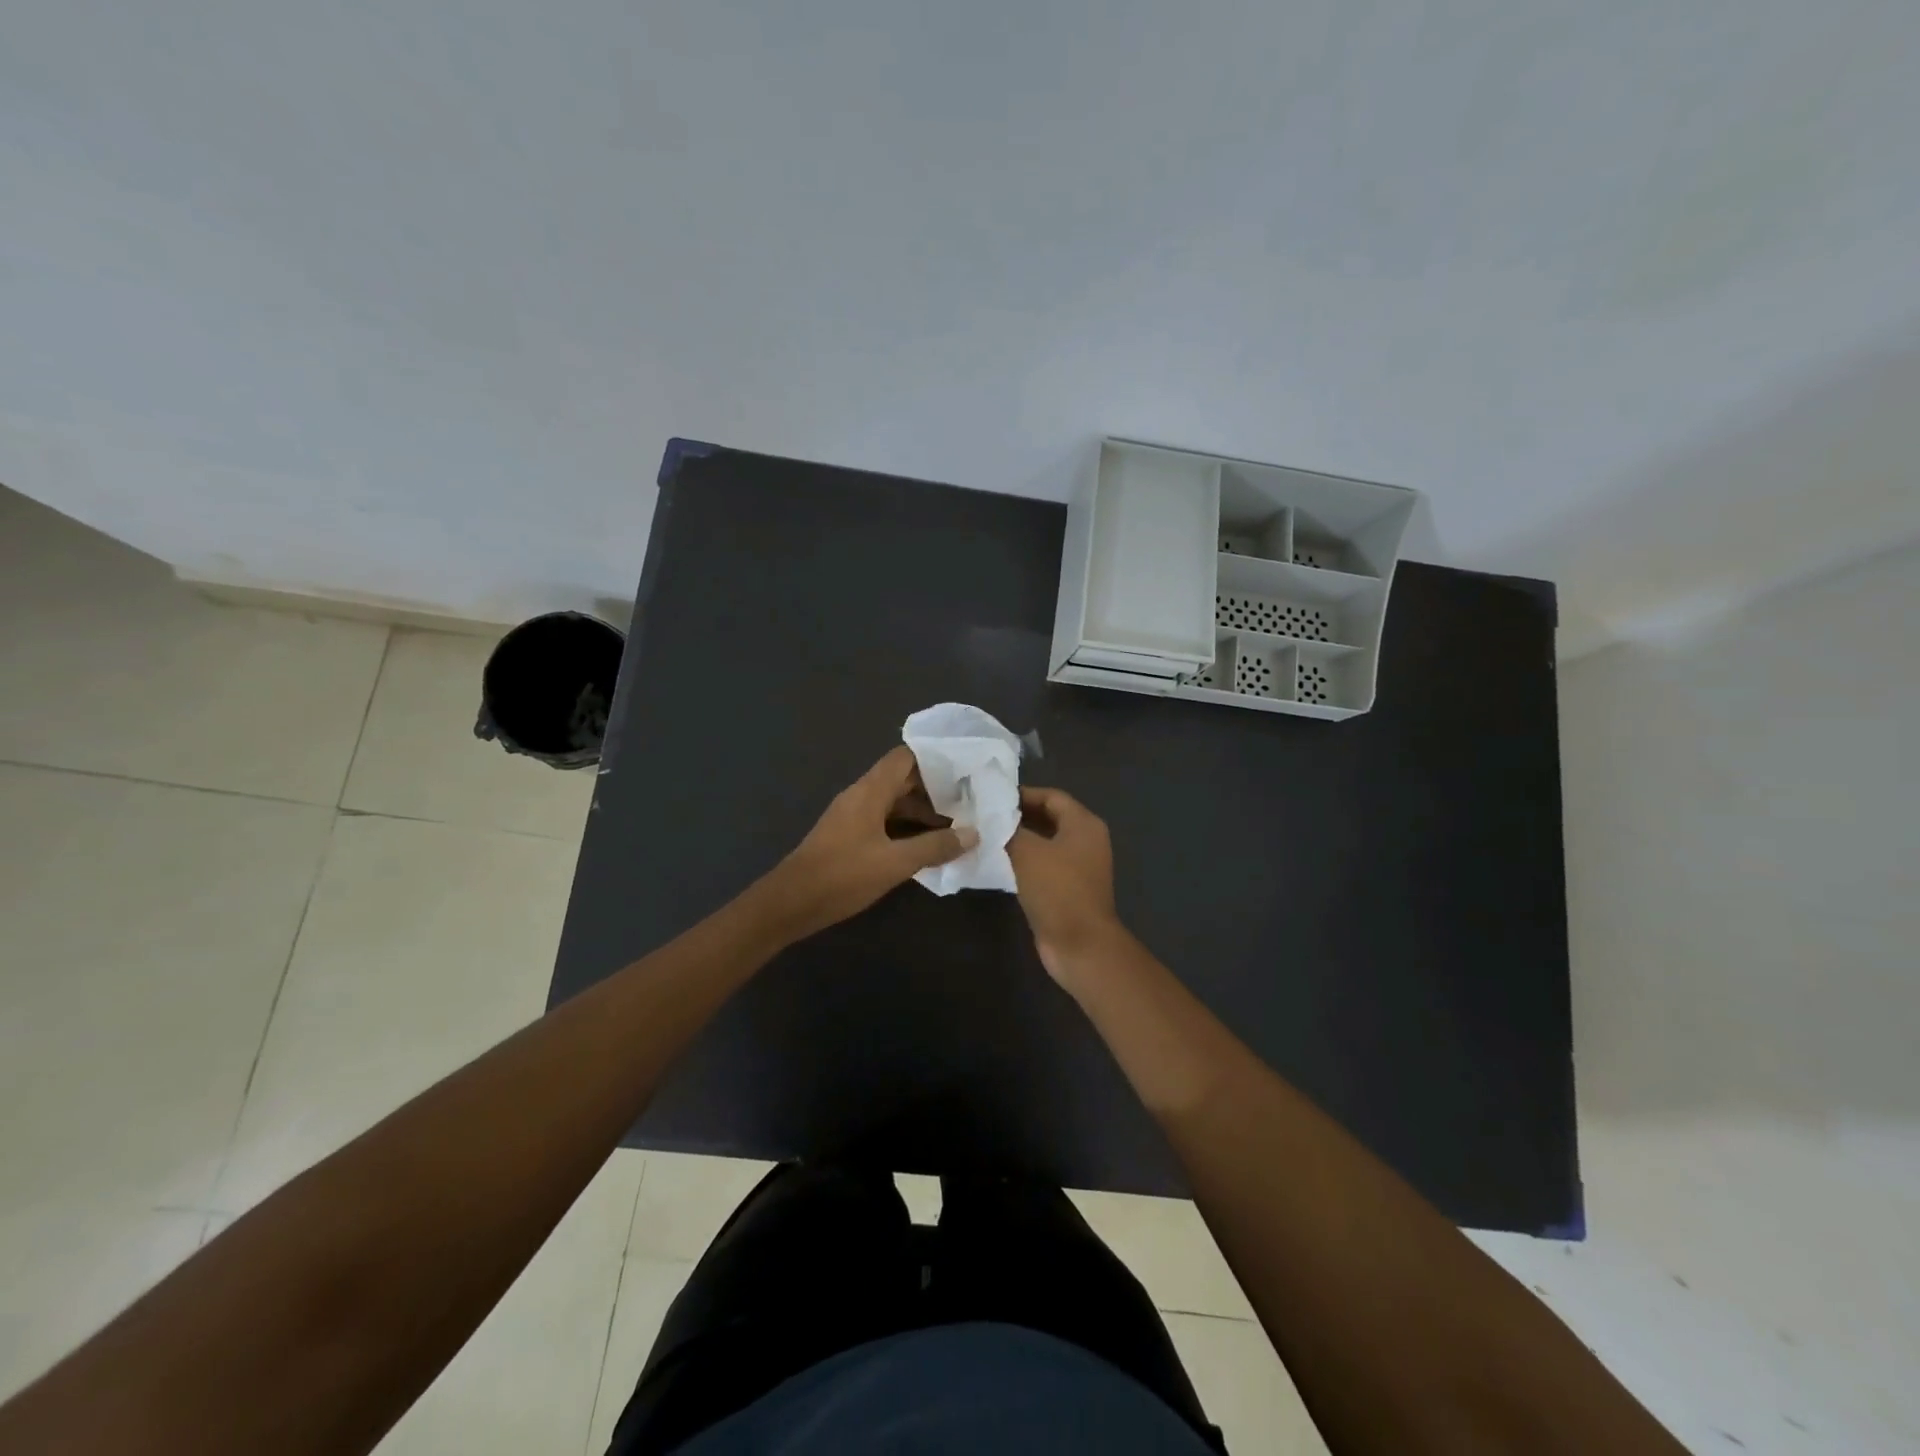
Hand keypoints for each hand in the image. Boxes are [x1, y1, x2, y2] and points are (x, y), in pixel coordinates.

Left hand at [760, 746, 976, 941]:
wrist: (790, 903)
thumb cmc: (842, 875)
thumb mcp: (895, 863)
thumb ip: (935, 847)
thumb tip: (973, 834)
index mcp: (870, 791)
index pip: (905, 758)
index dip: (935, 760)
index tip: (964, 770)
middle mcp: (861, 796)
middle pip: (902, 780)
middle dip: (935, 790)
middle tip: (969, 801)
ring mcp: (853, 816)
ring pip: (894, 803)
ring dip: (922, 813)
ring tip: (956, 827)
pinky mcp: (848, 837)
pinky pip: (884, 822)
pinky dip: (906, 828)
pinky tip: (927, 846)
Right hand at [1006, 786, 1125, 980]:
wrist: (1080, 945)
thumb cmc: (1057, 890)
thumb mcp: (1028, 852)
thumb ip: (1009, 829)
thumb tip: (992, 817)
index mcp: (1084, 824)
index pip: (1051, 796)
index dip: (1022, 794)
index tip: (991, 798)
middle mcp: (1086, 840)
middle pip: (1049, 817)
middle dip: (1018, 816)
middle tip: (985, 816)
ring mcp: (1079, 866)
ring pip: (1045, 843)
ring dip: (1019, 839)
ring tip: (987, 836)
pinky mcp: (1069, 889)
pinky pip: (1044, 865)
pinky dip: (1024, 861)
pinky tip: (999, 863)